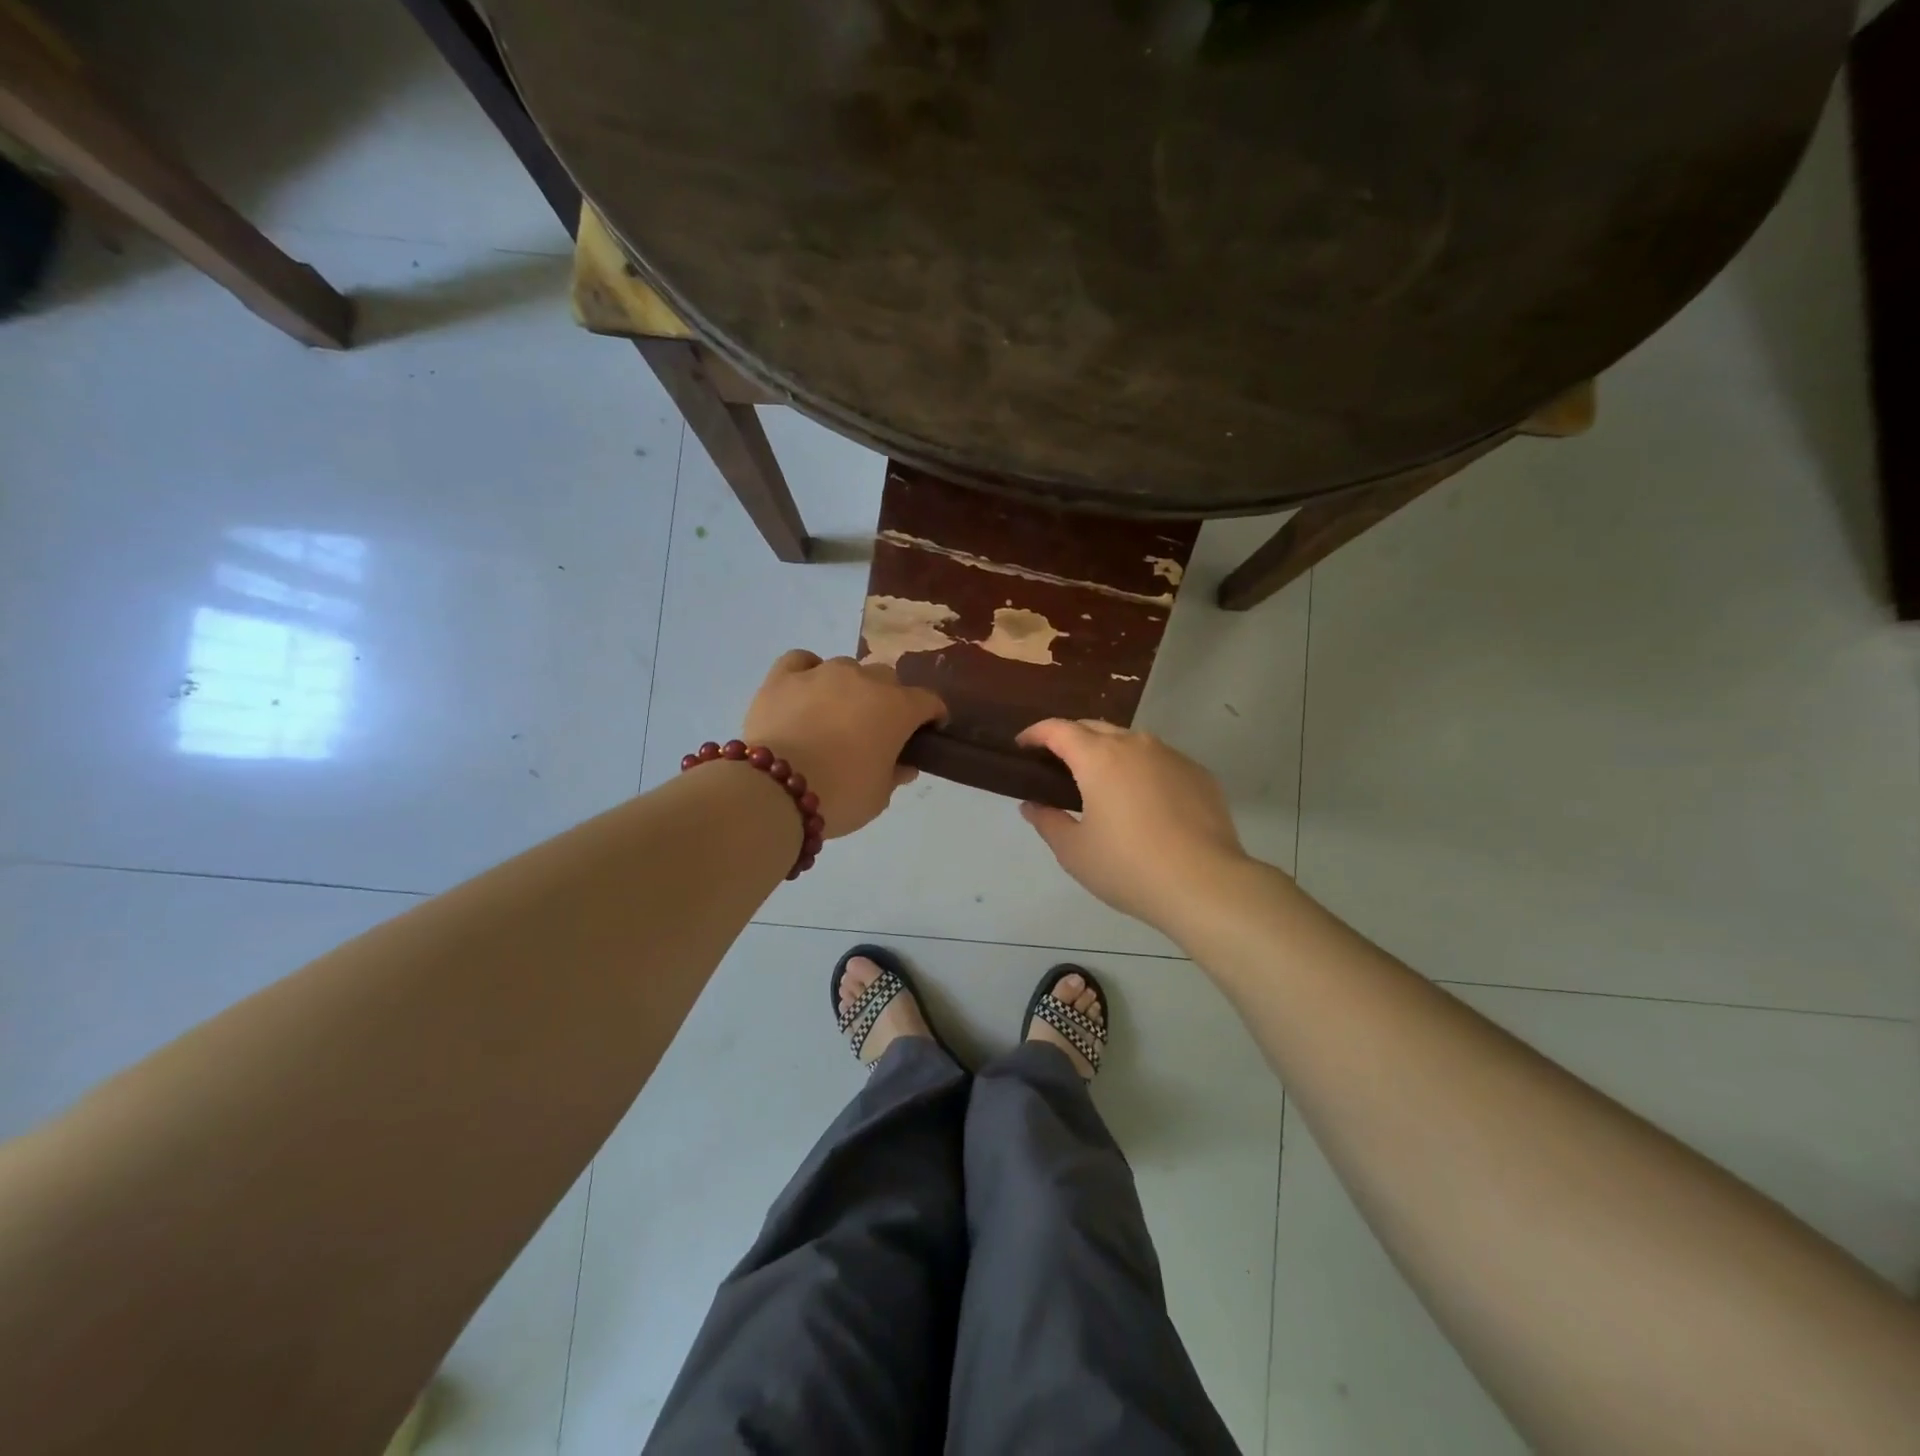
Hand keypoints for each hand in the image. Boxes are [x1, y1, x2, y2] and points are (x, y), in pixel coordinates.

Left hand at [741, 652, 945, 837]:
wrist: (775, 790)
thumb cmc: (840, 795)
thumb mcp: (879, 797)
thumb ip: (896, 775)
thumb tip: (904, 765)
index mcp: (897, 708)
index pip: (928, 701)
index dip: (932, 716)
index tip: (927, 732)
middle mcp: (864, 680)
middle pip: (887, 679)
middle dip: (888, 699)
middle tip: (876, 729)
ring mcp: (822, 672)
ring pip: (847, 668)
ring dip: (849, 687)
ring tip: (835, 714)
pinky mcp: (783, 676)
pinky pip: (802, 660)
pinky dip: (808, 671)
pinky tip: (805, 689)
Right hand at [1016, 719, 1249, 930]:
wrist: (1205, 884)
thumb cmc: (1128, 867)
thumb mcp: (1074, 852)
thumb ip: (1048, 822)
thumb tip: (1032, 806)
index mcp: (1099, 757)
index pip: (1059, 729)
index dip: (1036, 733)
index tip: (1023, 745)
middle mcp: (1135, 745)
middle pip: (1094, 727)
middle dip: (1071, 738)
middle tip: (1058, 764)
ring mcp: (1171, 756)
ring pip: (1131, 741)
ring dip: (1109, 752)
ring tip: (1102, 782)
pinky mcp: (1198, 773)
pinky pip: (1160, 761)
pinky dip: (1142, 770)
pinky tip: (1144, 802)